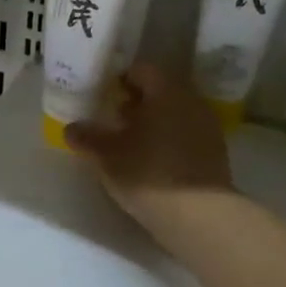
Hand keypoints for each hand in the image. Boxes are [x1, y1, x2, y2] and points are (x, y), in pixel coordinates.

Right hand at [64, 64, 236, 247]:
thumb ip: (86, 136)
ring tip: (127, 142)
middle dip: (135, 102)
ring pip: (173, 114)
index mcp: (166, 91)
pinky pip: (184, 135)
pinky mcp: (214, 154)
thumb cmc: (147, 172)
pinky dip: (166, 140)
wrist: (198, 216)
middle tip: (111, 117)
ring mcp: (207, 128)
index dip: (119, 78)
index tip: (102, 93)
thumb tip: (71, 128)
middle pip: (160, 91)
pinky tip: (149, 161)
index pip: (141, 70)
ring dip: (151, 122)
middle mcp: (191, 102)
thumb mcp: (105, 154)